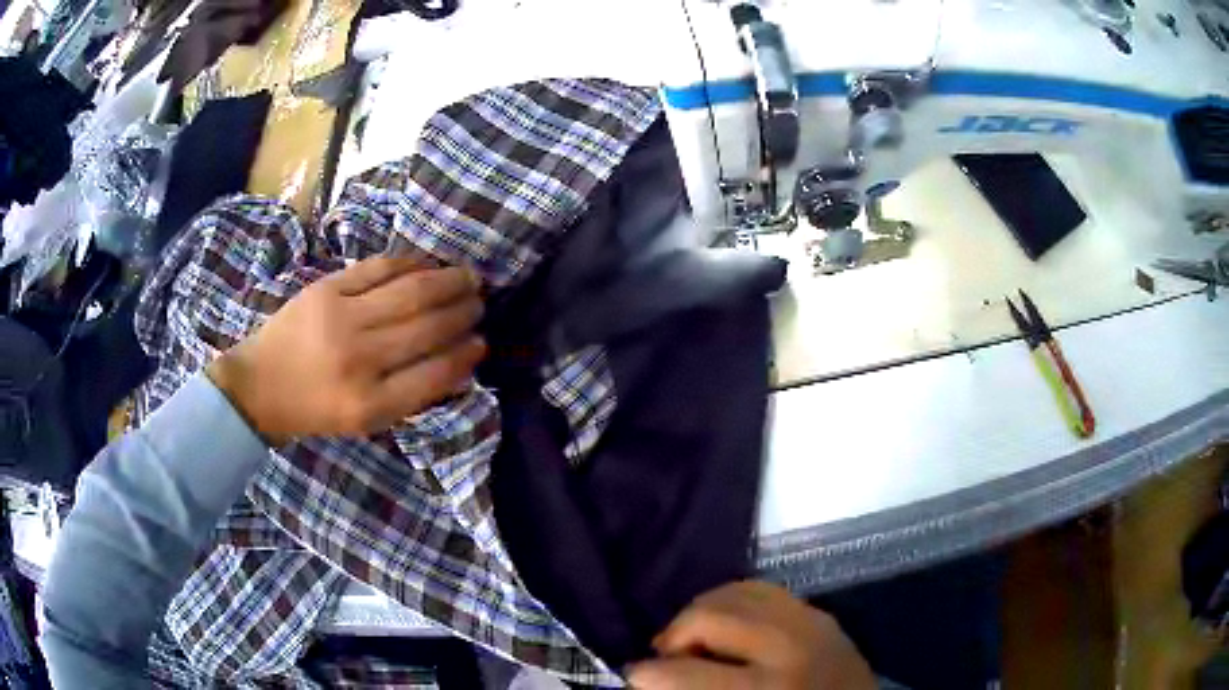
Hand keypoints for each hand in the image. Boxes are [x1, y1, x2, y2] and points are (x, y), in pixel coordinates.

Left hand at [207, 256, 485, 444]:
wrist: (259, 384)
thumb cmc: (315, 408)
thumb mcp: (364, 421)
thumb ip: (408, 395)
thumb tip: (455, 361)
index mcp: (370, 404)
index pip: (435, 375)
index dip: (465, 356)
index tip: (481, 343)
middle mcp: (359, 361)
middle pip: (427, 327)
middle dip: (463, 312)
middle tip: (480, 303)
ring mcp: (341, 319)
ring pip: (411, 292)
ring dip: (448, 281)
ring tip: (468, 277)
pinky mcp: (326, 289)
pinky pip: (379, 268)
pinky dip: (411, 263)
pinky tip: (428, 264)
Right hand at [627, 581, 874, 689]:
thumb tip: (649, 681)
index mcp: (766, 689)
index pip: (686, 673)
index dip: (647, 675)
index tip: (633, 678)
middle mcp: (789, 647)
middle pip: (709, 617)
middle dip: (674, 636)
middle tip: (667, 659)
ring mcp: (810, 622)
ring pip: (735, 592)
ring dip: (703, 613)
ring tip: (696, 640)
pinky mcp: (819, 613)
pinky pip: (764, 589)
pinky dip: (734, 600)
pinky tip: (728, 622)